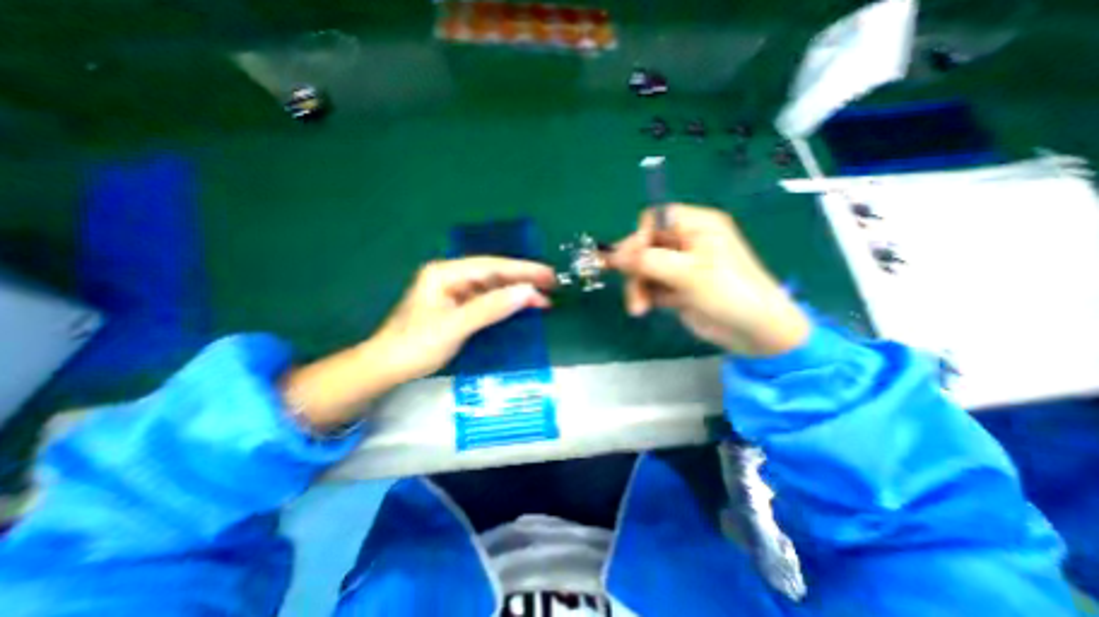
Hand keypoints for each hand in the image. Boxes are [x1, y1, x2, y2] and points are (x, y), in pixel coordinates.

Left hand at [285, 254, 557, 428]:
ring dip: (517, 292)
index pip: (491, 266)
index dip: (522, 270)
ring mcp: (455, 292)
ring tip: (543, 298)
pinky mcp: (459, 307)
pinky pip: (488, 300)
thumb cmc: (416, 345)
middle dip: (523, 279)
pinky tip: (521, 306)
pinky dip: (506, 304)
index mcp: (446, 273)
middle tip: (552, 284)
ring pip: (493, 287)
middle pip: (494, 274)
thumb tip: (526, 293)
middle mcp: (452, 277)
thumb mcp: (455, 326)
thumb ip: (490, 308)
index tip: (547, 274)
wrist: (389, 367)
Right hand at [611, 203, 803, 357]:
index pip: (655, 220)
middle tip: (631, 287)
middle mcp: (685, 242)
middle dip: (635, 269)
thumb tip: (612, 255)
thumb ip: (648, 261)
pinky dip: (643, 296)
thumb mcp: (688, 273)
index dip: (639, 237)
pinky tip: (644, 309)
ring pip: (643, 268)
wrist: (753, 332)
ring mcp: (679, 266)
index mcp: (696, 226)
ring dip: (637, 287)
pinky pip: (649, 285)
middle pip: (644, 246)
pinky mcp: (674, 286)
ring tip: (638, 308)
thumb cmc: (729, 293)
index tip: (629, 260)